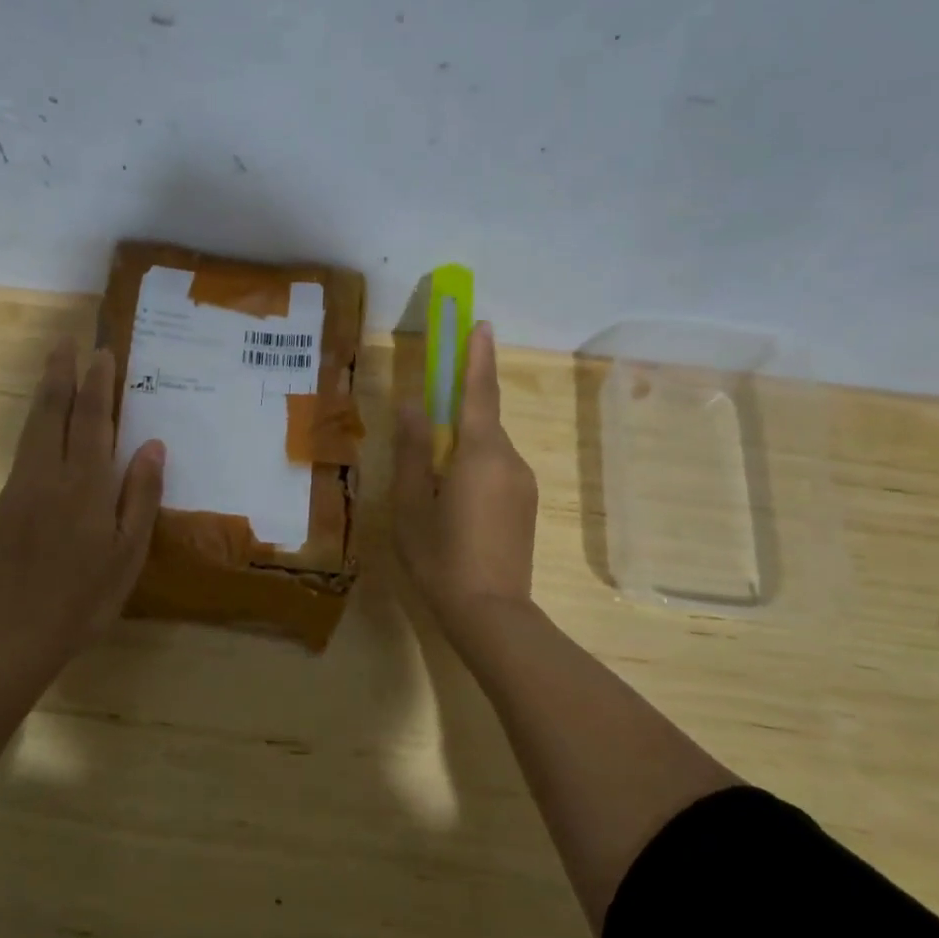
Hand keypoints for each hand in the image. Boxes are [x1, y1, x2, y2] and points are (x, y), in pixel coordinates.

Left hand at [0, 341, 165, 684]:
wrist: (8, 634)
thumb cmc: (81, 599)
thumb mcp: (126, 554)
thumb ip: (140, 496)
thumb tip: (153, 445)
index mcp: (86, 485)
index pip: (94, 421)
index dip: (98, 385)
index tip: (102, 353)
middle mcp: (49, 475)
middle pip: (54, 412)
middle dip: (62, 373)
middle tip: (67, 341)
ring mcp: (20, 487)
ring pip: (34, 427)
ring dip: (46, 391)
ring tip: (53, 365)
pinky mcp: (2, 504)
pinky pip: (24, 450)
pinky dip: (36, 423)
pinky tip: (43, 424)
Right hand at [393, 322, 539, 637]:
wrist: (492, 614)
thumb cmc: (441, 557)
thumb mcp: (412, 504)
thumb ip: (413, 451)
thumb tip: (413, 407)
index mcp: (480, 454)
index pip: (480, 392)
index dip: (478, 357)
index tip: (481, 323)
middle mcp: (510, 460)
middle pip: (482, 421)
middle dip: (459, 411)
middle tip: (427, 423)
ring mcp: (523, 484)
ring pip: (488, 448)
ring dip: (462, 448)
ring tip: (432, 483)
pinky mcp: (526, 504)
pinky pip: (497, 469)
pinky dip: (474, 468)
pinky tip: (454, 502)